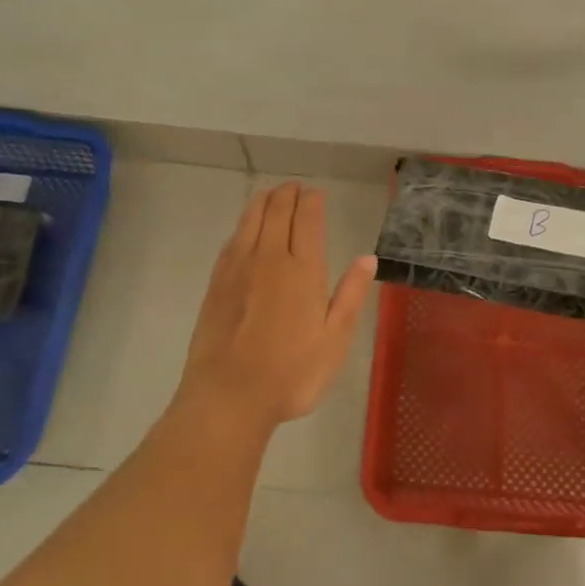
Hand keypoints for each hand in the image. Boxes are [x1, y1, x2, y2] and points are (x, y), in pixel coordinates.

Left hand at [177, 181, 376, 435]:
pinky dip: (243, 224)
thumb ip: (351, 295)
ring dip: (263, 201)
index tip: (316, 193)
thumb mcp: (335, 341)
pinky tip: (246, 229)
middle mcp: (270, 258)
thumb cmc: (291, 374)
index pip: (307, 218)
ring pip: (251, 218)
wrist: (227, 397)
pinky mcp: (216, 282)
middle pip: (277, 210)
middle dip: (288, 194)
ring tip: (272, 195)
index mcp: (303, 269)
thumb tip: (367, 258)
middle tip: (296, 188)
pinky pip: (232, 239)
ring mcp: (238, 268)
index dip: (312, 200)